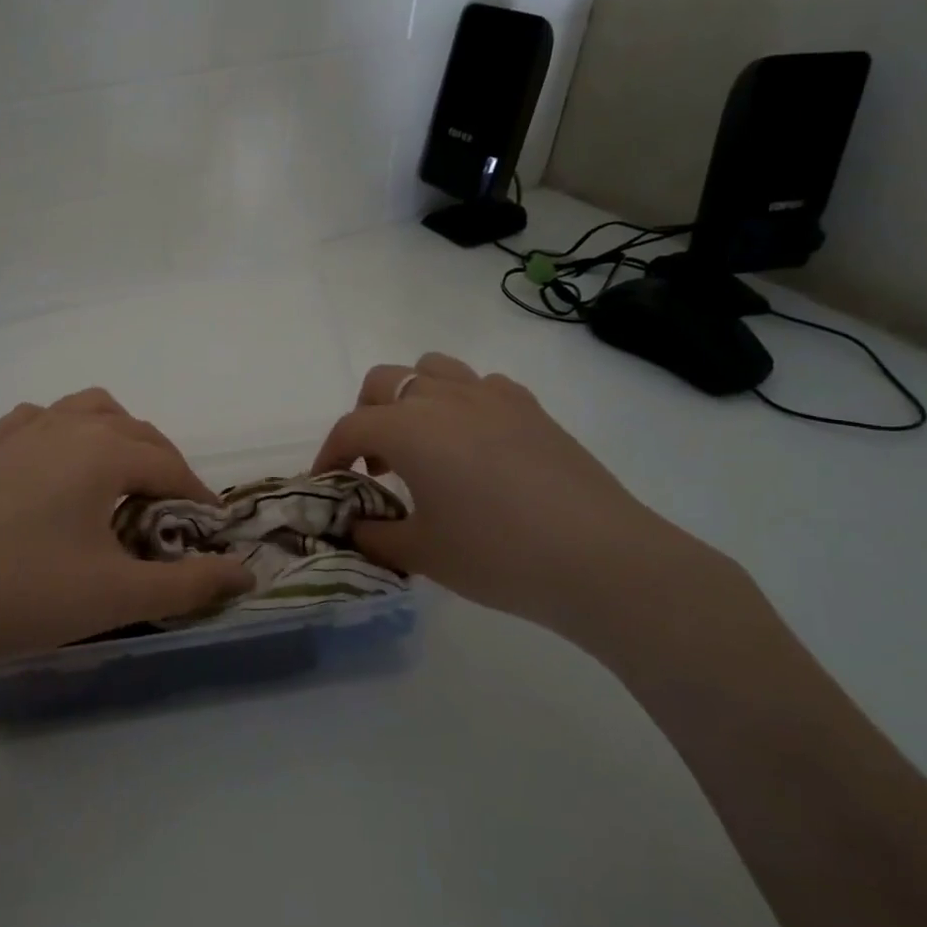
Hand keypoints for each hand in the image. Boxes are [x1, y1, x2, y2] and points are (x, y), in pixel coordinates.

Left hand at [0, 389, 253, 680]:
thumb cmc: (27, 595)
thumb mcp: (118, 594)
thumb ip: (189, 584)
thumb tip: (246, 574)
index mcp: (99, 451)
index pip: (167, 463)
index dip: (197, 492)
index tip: (213, 524)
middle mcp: (62, 427)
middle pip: (132, 429)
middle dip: (163, 462)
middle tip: (173, 508)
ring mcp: (17, 435)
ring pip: (84, 410)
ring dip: (115, 434)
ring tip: (121, 476)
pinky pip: (36, 421)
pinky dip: (62, 431)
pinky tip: (55, 465)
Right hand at [314, 352, 724, 649]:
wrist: (598, 559)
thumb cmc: (496, 555)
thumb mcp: (421, 553)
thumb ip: (375, 535)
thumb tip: (356, 525)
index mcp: (408, 428)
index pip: (351, 428)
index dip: (330, 454)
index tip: (327, 483)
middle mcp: (443, 398)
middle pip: (384, 381)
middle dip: (366, 415)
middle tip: (375, 464)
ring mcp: (491, 395)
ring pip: (432, 368)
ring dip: (412, 397)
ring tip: (422, 442)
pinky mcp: (530, 407)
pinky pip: (481, 385)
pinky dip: (463, 403)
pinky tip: (475, 443)